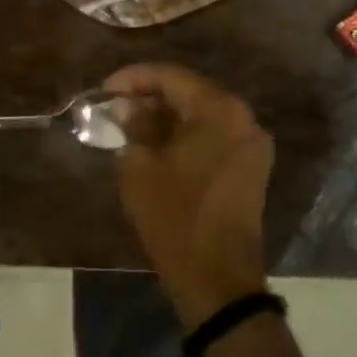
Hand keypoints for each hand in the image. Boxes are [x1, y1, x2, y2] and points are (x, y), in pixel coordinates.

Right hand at [104, 63, 273, 329]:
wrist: (219, 280)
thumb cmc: (176, 217)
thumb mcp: (141, 167)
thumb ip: (134, 126)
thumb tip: (128, 108)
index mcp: (220, 110)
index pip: (172, 76)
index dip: (134, 78)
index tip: (104, 90)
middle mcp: (243, 117)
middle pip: (190, 92)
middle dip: (150, 96)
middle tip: (115, 107)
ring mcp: (251, 143)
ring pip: (202, 114)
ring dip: (167, 116)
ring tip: (130, 125)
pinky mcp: (251, 166)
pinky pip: (214, 135)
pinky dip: (186, 134)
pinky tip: (158, 144)